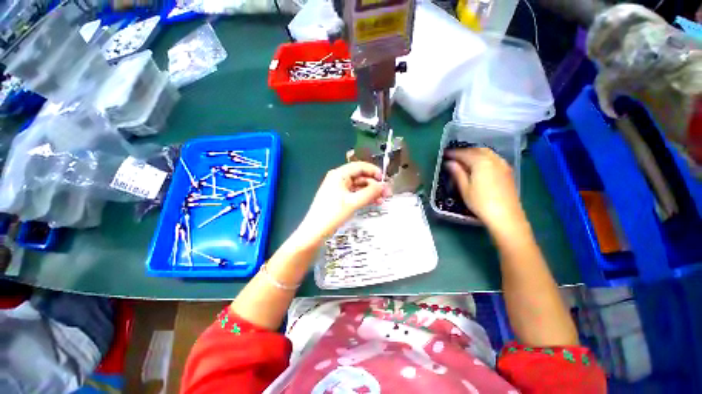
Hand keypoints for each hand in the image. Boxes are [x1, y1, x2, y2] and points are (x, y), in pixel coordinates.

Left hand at [295, 162, 390, 246]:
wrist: (315, 231)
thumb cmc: (333, 214)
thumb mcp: (353, 202)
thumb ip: (370, 192)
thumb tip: (383, 185)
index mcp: (339, 174)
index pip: (360, 166)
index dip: (374, 171)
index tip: (385, 180)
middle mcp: (339, 178)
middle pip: (360, 176)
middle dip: (374, 184)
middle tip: (386, 193)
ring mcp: (338, 188)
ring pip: (358, 186)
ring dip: (370, 191)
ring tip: (382, 199)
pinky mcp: (339, 197)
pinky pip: (354, 193)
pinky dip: (364, 197)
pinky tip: (374, 202)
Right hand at [445, 148, 525, 230]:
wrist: (506, 216)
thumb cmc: (481, 203)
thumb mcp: (465, 188)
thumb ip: (457, 173)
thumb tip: (449, 163)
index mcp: (481, 162)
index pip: (464, 154)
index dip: (453, 153)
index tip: (444, 154)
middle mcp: (493, 160)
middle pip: (477, 150)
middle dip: (465, 151)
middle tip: (454, 156)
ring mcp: (502, 165)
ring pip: (487, 153)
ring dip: (474, 153)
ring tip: (464, 159)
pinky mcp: (507, 171)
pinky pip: (493, 158)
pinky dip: (483, 157)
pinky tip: (479, 165)